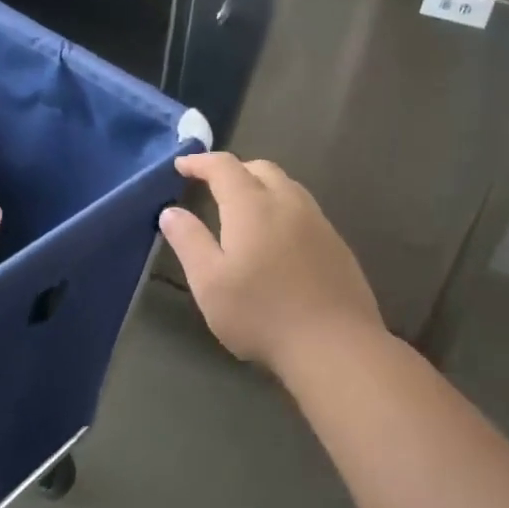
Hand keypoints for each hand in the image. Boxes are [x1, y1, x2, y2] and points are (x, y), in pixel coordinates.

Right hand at [159, 152, 385, 376]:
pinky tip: (279, 237)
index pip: (223, 167)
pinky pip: (305, 209)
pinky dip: (283, 208)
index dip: (200, 162)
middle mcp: (288, 202)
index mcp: (252, 205)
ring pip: (287, 186)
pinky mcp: (337, 244)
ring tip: (245, 208)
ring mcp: (318, 222)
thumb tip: (171, 211)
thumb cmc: (261, 313)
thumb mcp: (209, 282)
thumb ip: (189, 241)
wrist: (335, 345)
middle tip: (213, 185)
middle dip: (234, 169)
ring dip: (262, 186)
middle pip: (260, 168)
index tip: (181, 165)